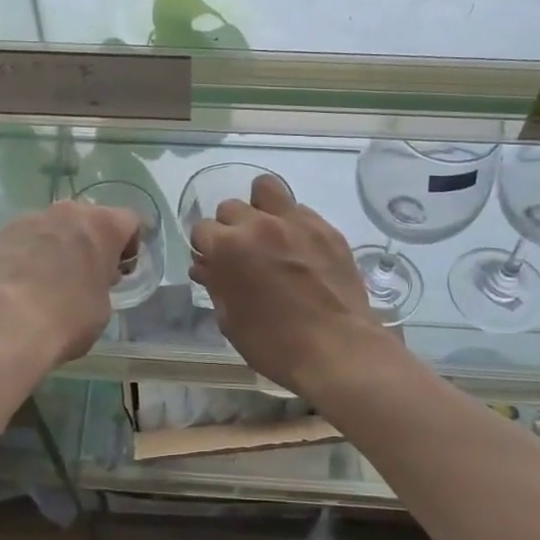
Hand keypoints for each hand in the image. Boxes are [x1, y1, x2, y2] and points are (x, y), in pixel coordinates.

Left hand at [0, 199, 138, 371]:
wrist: (9, 325)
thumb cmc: (69, 318)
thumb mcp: (103, 305)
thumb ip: (102, 280)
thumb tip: (90, 279)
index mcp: (103, 225)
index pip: (129, 221)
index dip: (129, 245)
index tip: (120, 270)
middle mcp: (69, 212)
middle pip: (88, 219)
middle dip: (89, 241)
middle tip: (85, 273)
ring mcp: (32, 218)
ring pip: (53, 226)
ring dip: (57, 244)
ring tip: (48, 278)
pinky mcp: (3, 233)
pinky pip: (25, 238)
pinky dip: (28, 253)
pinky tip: (23, 281)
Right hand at [188, 174, 396, 394]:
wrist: (338, 350)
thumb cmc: (274, 344)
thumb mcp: (231, 321)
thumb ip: (216, 285)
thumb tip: (205, 267)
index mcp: (229, 247)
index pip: (201, 229)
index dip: (205, 248)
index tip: (213, 263)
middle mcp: (259, 224)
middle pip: (231, 207)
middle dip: (230, 228)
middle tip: (242, 253)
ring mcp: (296, 222)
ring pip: (266, 189)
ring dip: (260, 207)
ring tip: (267, 233)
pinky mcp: (326, 228)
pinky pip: (300, 211)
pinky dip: (293, 224)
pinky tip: (299, 249)